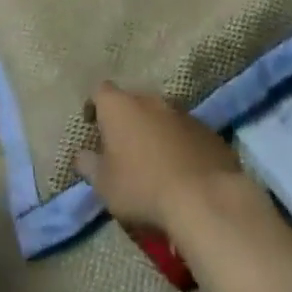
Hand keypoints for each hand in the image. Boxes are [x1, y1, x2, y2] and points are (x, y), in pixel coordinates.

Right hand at [74, 79, 245, 234]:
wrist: (205, 199)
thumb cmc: (142, 187)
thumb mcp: (104, 184)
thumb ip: (88, 165)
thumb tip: (81, 156)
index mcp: (119, 106)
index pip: (100, 91)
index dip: (95, 106)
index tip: (93, 126)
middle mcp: (151, 100)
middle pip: (133, 102)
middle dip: (127, 119)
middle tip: (124, 146)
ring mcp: (184, 114)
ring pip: (163, 116)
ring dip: (156, 131)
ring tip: (155, 160)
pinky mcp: (210, 132)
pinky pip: (187, 133)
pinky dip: (181, 145)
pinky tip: (182, 170)